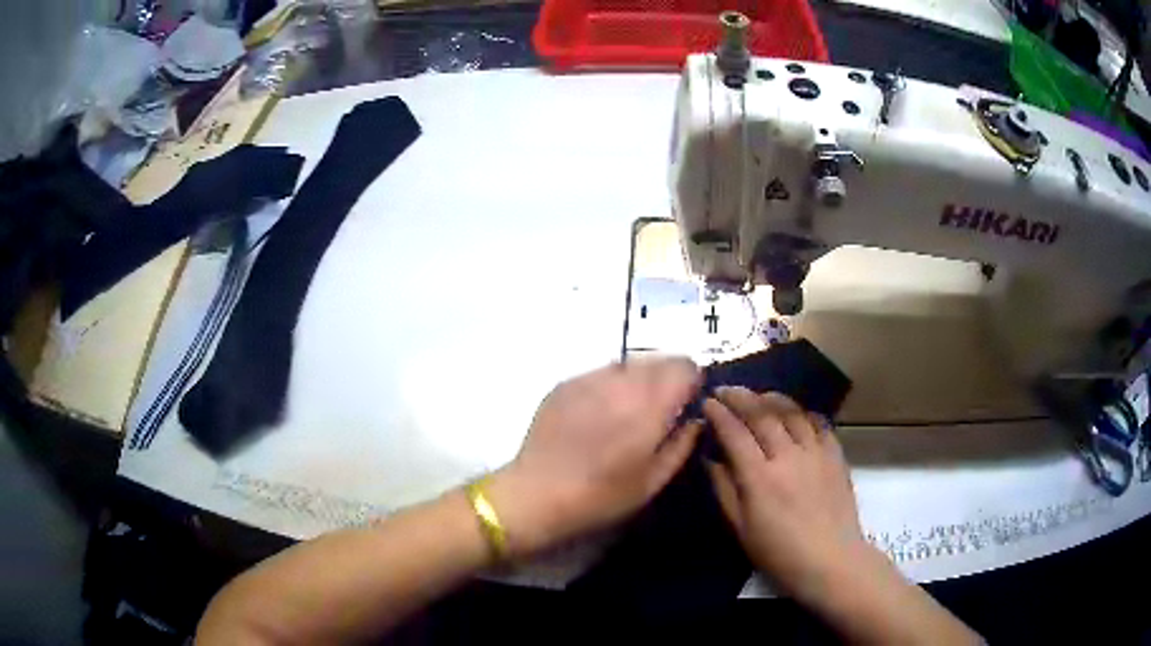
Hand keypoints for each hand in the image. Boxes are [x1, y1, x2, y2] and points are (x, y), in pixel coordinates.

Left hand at [487, 359, 702, 557]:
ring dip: (638, 380)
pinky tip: (599, 414)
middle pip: (659, 359)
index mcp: (648, 406)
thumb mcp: (653, 481)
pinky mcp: (566, 383)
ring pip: (629, 364)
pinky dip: (610, 385)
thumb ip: (682, 444)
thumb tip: (695, 420)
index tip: (686, 403)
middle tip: (659, 410)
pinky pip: (600, 373)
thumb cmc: (601, 495)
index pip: (685, 366)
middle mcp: (621, 382)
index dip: (691, 382)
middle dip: (667, 379)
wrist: (537, 493)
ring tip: (627, 412)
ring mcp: (589, 379)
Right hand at [704, 387, 872, 600]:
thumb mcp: (741, 530)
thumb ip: (724, 491)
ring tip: (759, 395)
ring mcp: (815, 452)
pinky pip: (818, 422)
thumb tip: (711, 459)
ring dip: (772, 398)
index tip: (708, 402)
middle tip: (727, 390)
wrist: (830, 559)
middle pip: (762, 414)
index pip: (735, 434)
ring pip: (792, 412)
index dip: (719, 414)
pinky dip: (803, 412)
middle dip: (741, 397)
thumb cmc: (779, 552)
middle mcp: (788, 456)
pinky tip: (796, 413)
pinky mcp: (835, 455)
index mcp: (759, 478)